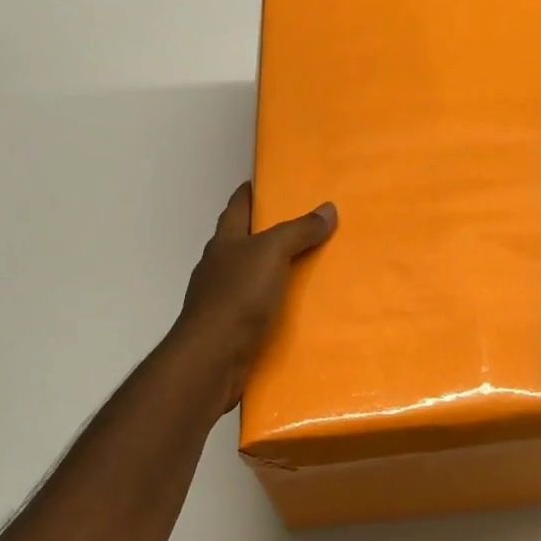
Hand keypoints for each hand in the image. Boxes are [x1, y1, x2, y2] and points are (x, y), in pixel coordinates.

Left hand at [172, 183, 336, 413]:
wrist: (211, 359)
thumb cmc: (237, 296)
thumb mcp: (272, 253)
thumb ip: (299, 230)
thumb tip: (328, 208)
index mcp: (225, 241)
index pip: (238, 205)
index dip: (252, 191)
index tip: (273, 181)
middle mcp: (219, 266)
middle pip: (245, 240)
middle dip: (270, 231)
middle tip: (307, 224)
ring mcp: (222, 299)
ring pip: (252, 275)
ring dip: (276, 270)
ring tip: (311, 266)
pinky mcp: (231, 328)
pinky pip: (258, 308)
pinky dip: (276, 304)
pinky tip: (298, 308)